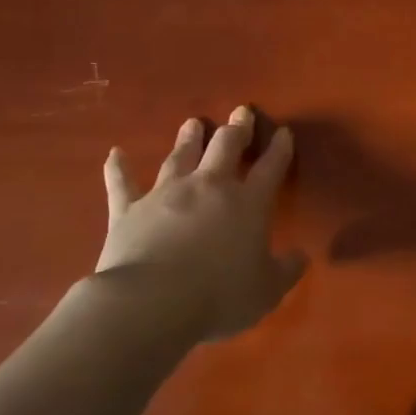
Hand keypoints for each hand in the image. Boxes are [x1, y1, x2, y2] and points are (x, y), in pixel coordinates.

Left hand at [96, 107, 307, 340]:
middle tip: (241, 112)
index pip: (270, 168)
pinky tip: (114, 153)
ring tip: (193, 122)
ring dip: (189, 139)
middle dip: (236, 129)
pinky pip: (122, 183)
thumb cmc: (220, 296)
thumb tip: (301, 256)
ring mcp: (166, 194)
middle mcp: (209, 187)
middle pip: (225, 148)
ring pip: (180, 156)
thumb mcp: (267, 291)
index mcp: (248, 204)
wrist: (152, 302)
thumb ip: (286, 270)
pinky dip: (118, 168)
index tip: (283, 132)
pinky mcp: (128, 209)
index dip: (279, 150)